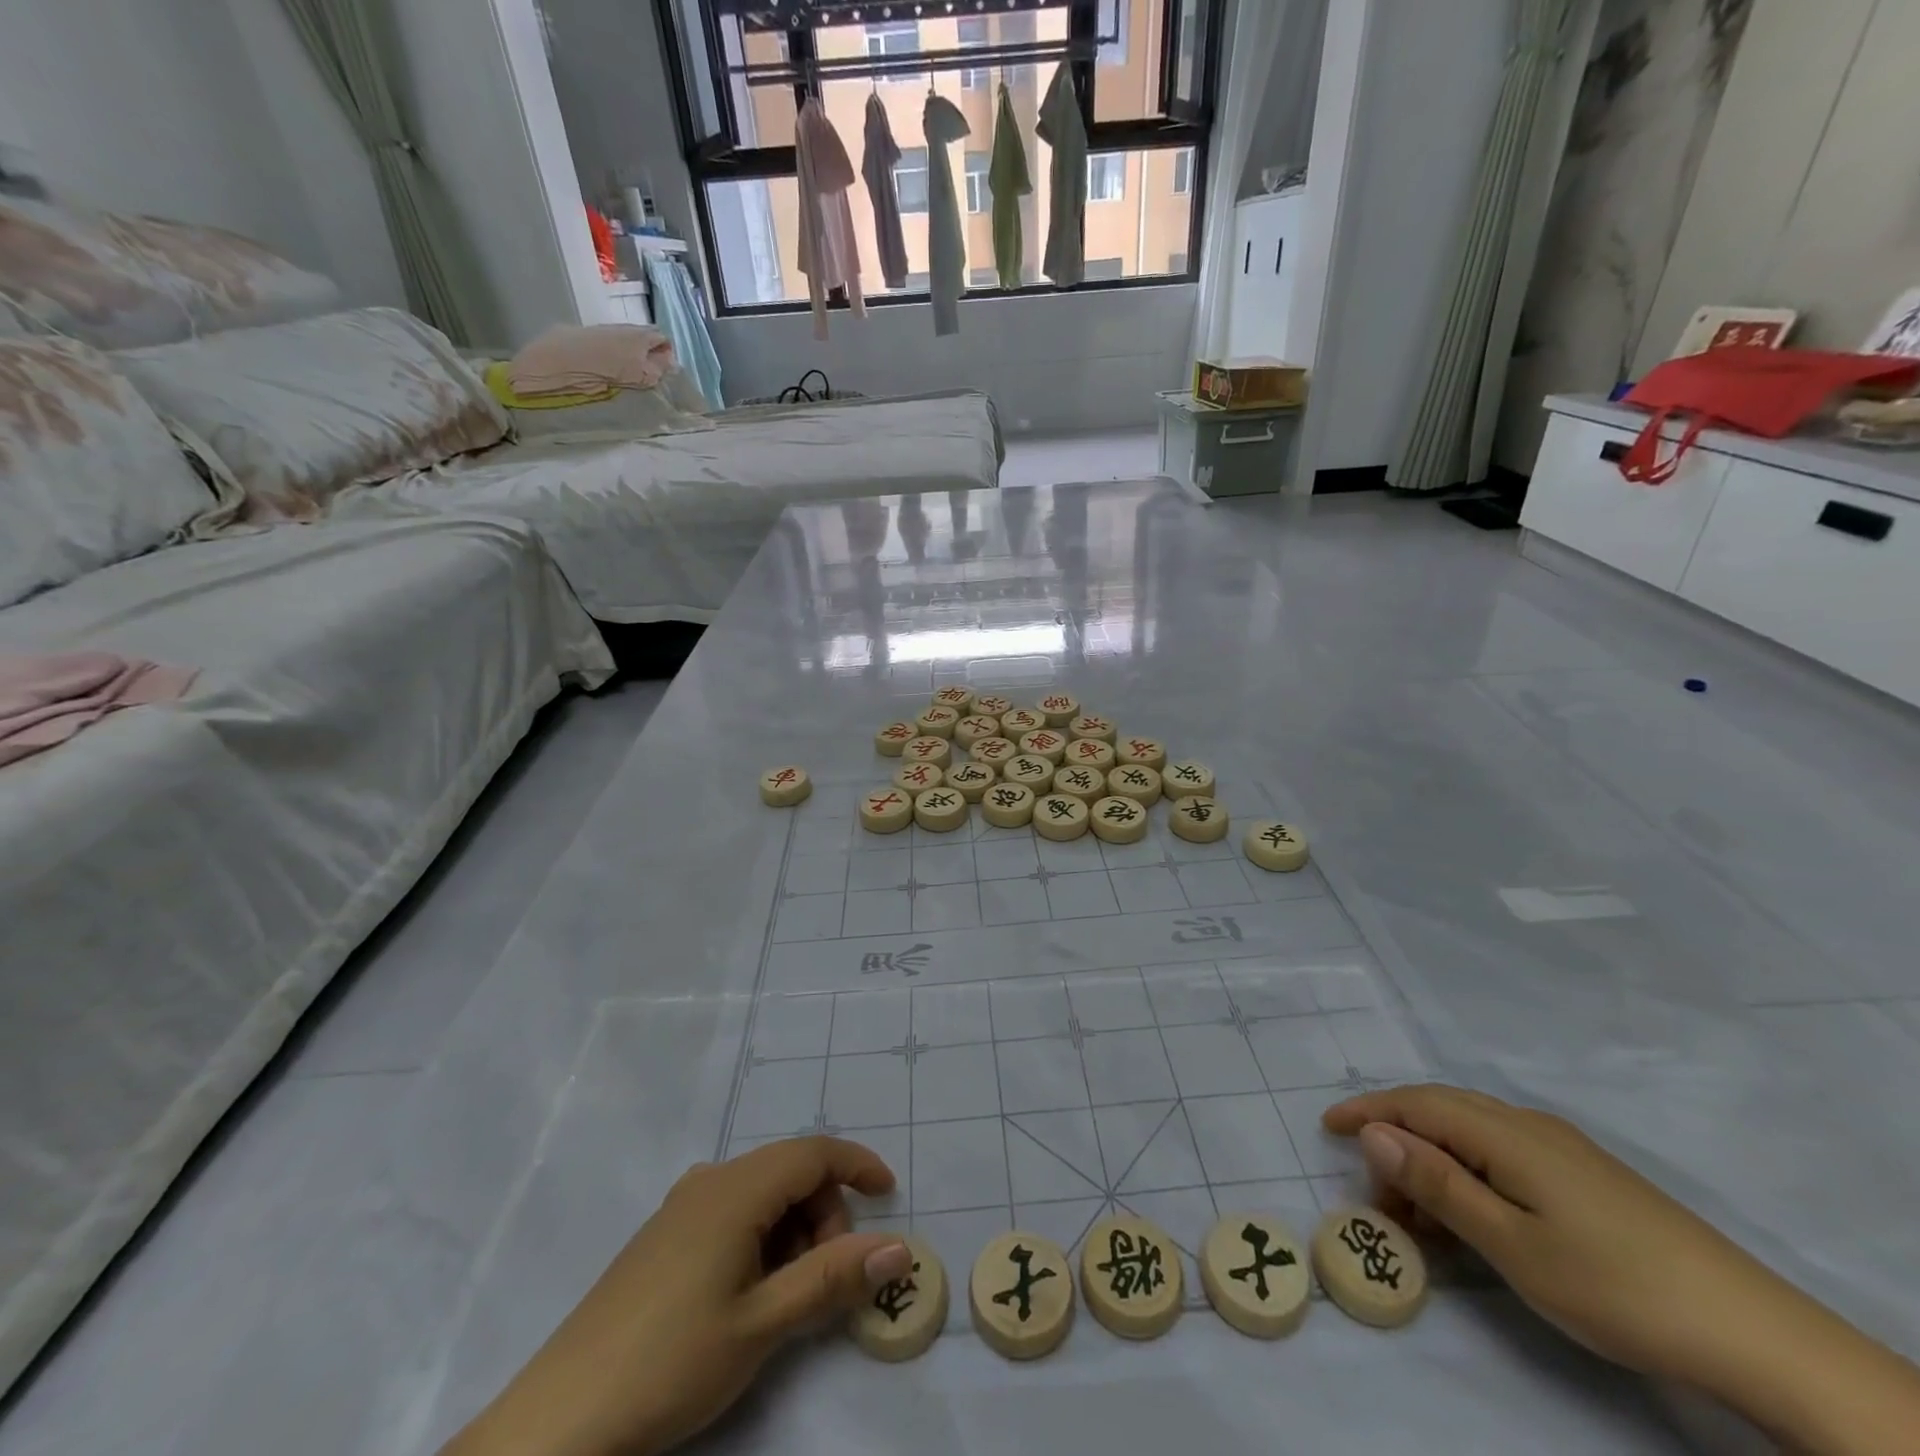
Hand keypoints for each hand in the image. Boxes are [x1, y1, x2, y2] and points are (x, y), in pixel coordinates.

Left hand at [442, 1137, 913, 1455]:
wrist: (557, 1422)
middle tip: (828, 1283)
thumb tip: (898, 1247)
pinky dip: (761, 1239)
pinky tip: (750, 1295)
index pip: (814, 1152)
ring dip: (793, 1231)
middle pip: (790, 1172)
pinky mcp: (663, 1237)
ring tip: (787, 1300)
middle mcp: (709, 1181)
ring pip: (761, 1194)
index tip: (890, 1197)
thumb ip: (832, 1278)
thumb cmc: (669, 1364)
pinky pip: (732, 1213)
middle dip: (824, 1214)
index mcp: (735, 1189)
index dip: (858, 1166)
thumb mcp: (762, 1324)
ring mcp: (682, 1207)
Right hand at [1324, 1085, 1919, 1453]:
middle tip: (1372, 1192)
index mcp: (1505, 1133)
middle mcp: (1527, 1125)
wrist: (1752, 1331)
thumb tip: (1376, 1134)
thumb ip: (1438, 1184)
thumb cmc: (1613, 1284)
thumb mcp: (1511, 1243)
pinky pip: (1501, 1154)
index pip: (1416, 1104)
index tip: (1326, 1126)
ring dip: (1431, 1161)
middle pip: (1440, 1111)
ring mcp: (1561, 1149)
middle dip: (1395, 1139)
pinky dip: (1466, 1172)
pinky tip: (1471, 1212)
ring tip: (1417, 1216)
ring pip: (1471, 1133)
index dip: (1367, 1110)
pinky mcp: (1584, 1175)